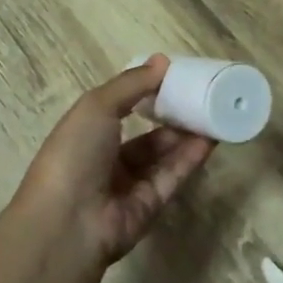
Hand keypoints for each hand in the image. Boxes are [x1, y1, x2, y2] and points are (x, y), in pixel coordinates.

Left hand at [13, 56, 214, 275]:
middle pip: (147, 135)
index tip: (174, 76)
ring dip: (187, 134)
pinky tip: (211, 137)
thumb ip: (131, 84)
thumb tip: (163, 61)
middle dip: (172, 115)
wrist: (68, 221)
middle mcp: (107, 159)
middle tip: (201, 95)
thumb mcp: (97, 107)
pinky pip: (174, 176)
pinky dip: (191, 157)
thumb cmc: (75, 154)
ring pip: (164, 155)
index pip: (120, 109)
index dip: (145, 93)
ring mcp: (129, 185)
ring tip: (214, 112)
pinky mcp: (151, 205)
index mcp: (87, 133)